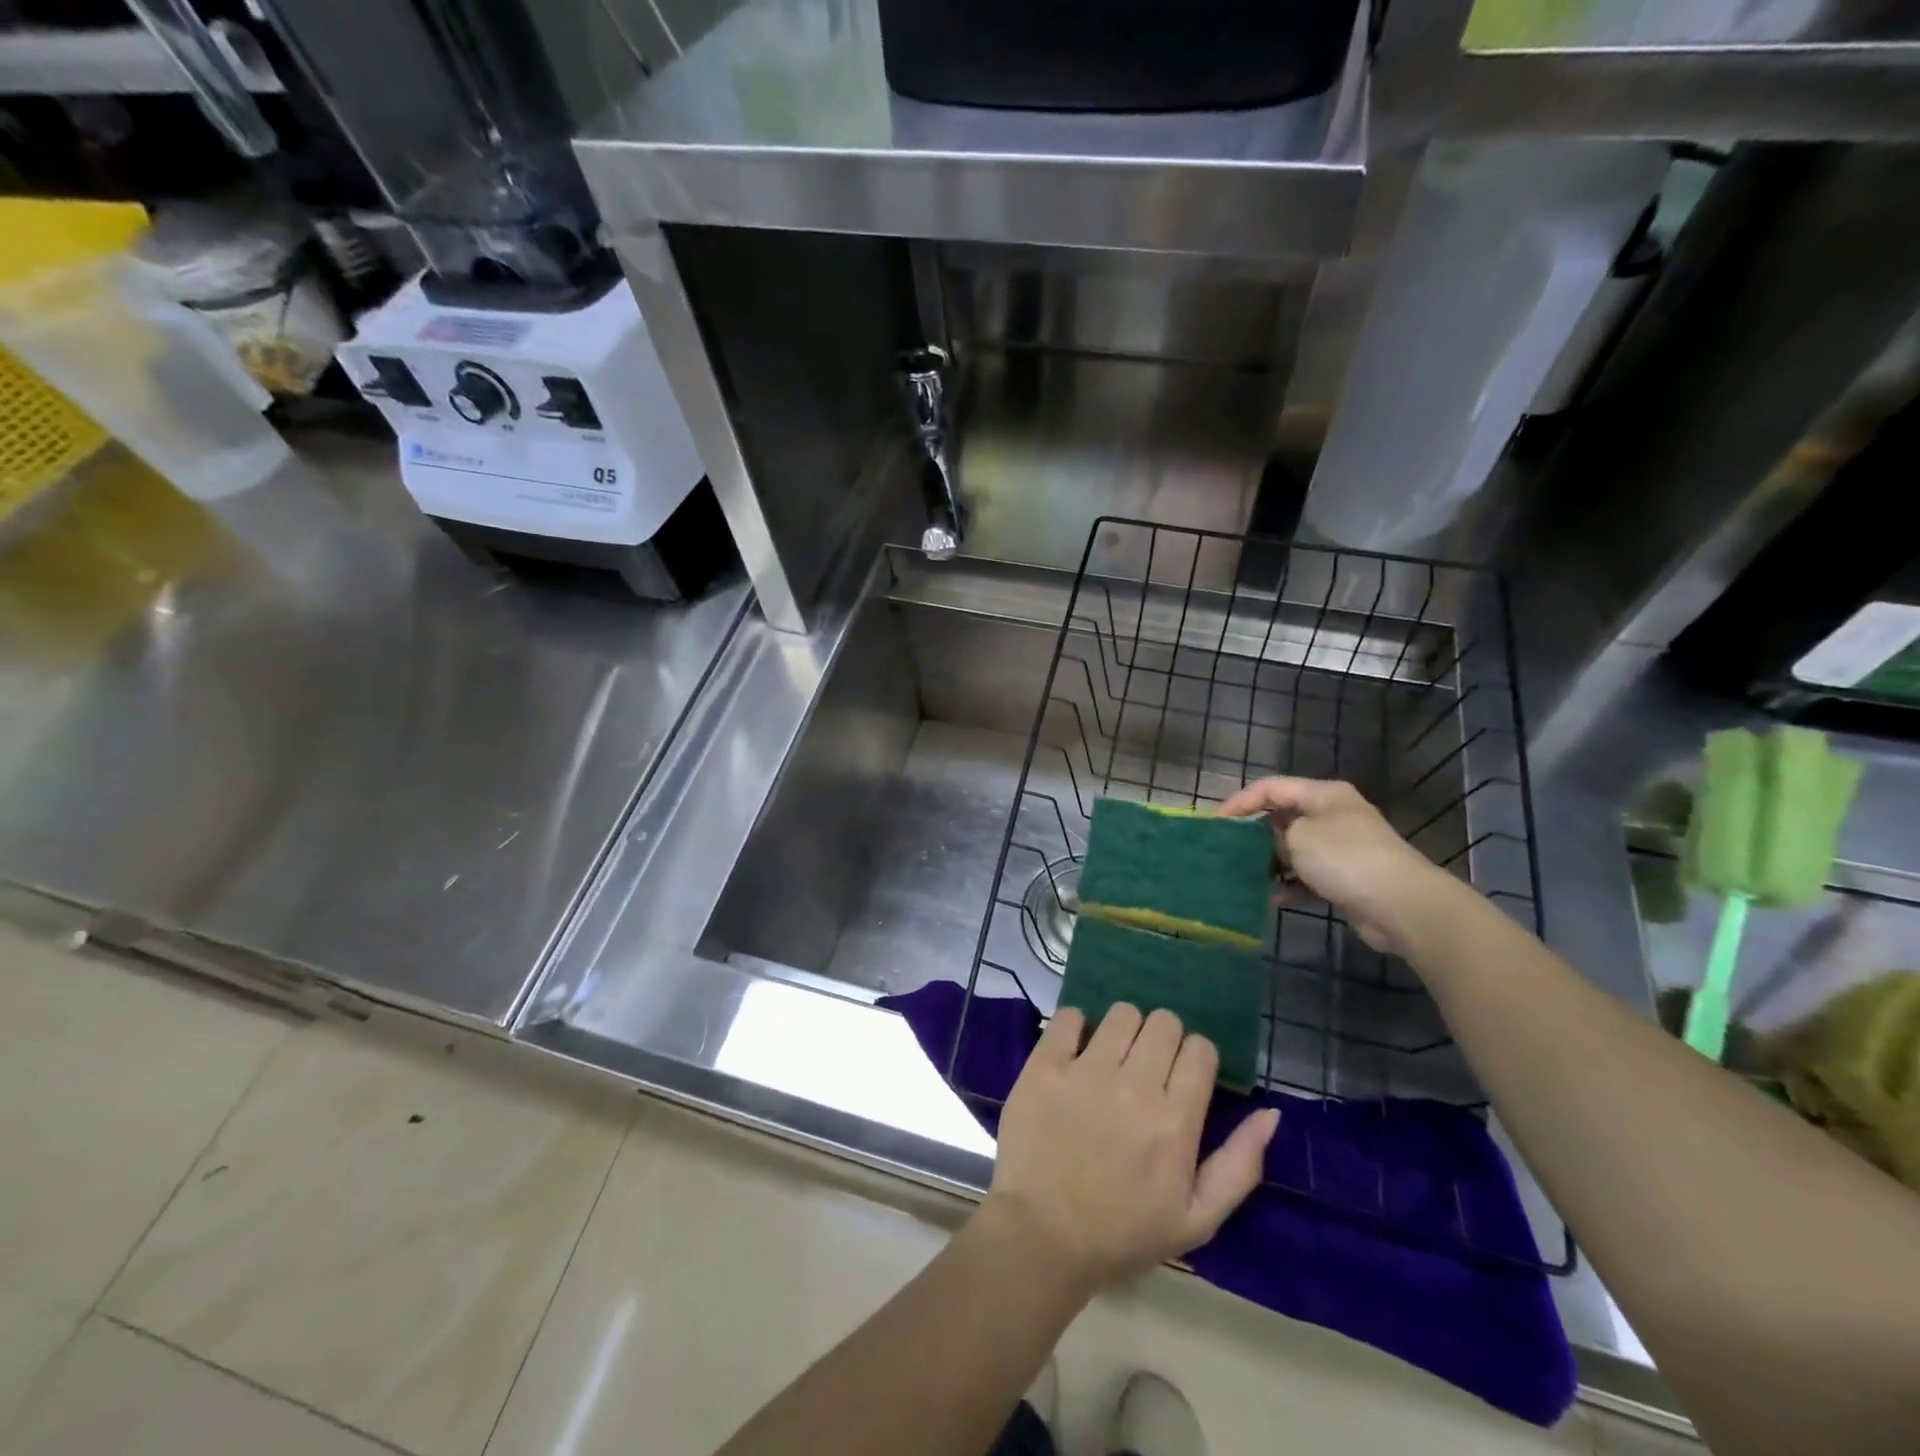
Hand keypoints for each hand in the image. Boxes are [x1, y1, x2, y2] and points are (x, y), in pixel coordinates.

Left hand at [983, 1005, 1279, 1294]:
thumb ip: (1240, 1165)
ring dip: (1124, 1029)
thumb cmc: (1122, 1233)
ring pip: (1122, 1013)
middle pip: (1164, 1022)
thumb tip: (1271, 1113)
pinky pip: (1068, 1015)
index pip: (1200, 1049)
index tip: (1183, 1075)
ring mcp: (1086, 1071)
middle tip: (1148, 1066)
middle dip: (1163, 1039)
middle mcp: (1134, 1085)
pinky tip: (1074, 1050)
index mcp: (1175, 1121)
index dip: (1196, 1056)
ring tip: (1113, 1057)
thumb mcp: (1197, 1219)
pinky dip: (1075, 1026)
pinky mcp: (1045, 1065)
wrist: (1042, 1237)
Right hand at [1219, 776, 1454, 955]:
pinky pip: (1307, 876)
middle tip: (1226, 850)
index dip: (1240, 801)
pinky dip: (1289, 885)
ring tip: (1244, 875)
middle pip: (1282, 817)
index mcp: (1323, 794)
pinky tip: (1271, 898)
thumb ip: (1272, 834)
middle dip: (1253, 833)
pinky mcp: (1345, 877)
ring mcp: (1341, 847)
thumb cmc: (1345, 858)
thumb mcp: (1298, 838)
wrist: (1402, 904)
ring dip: (1270, 862)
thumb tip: (1268, 843)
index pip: (1271, 787)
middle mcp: (1332, 815)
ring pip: (1293, 849)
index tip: (1216, 823)